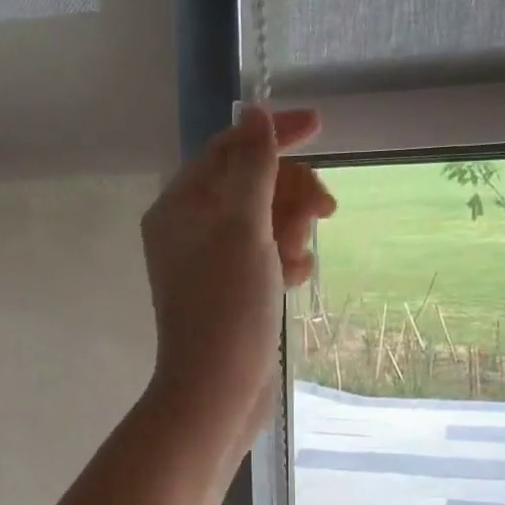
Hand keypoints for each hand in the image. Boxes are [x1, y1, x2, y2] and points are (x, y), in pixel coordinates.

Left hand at [140, 106, 333, 447]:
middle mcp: (189, 229)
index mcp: (179, 206)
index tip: (321, 127)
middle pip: (250, 184)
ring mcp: (210, 263)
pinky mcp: (230, 292)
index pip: (228, 149)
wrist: (217, 391)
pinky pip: (264, 257)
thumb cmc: (227, 306)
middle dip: (289, 193)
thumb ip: (252, 167)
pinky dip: (284, 260)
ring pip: (263, 222)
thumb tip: (254, 113)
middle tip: (325, 210)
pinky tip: (296, 279)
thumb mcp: (243, 227)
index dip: (273, 134)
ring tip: (299, 259)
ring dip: (291, 230)